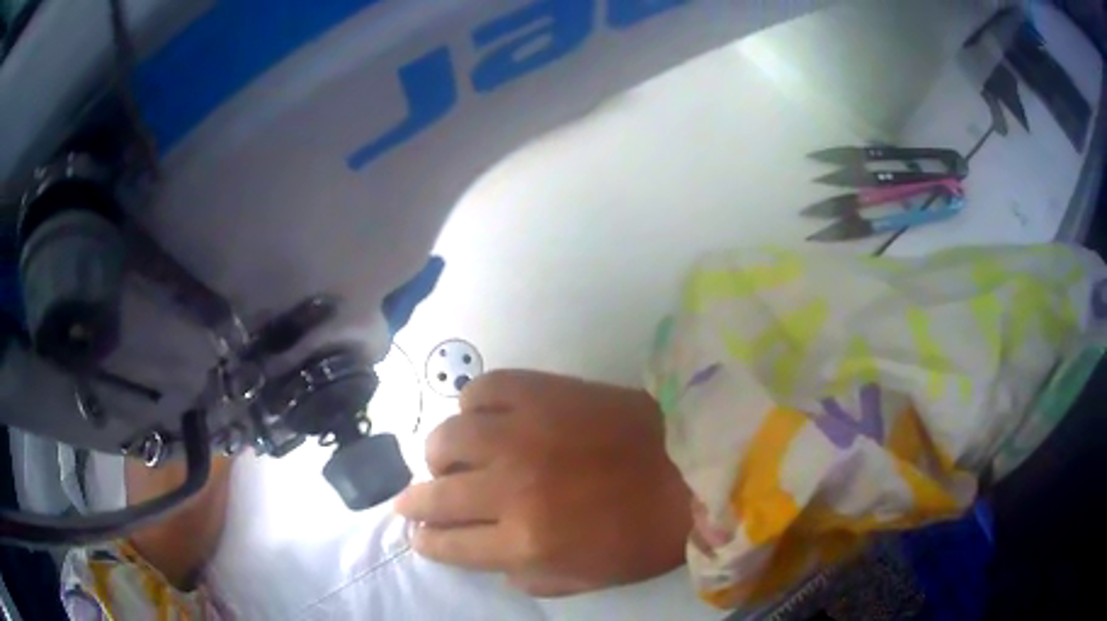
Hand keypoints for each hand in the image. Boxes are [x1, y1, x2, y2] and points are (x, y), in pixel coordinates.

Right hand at [394, 370, 691, 596]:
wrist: (695, 468)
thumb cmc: (646, 534)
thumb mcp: (586, 579)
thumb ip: (528, 575)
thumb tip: (491, 556)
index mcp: (526, 541)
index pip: (449, 544)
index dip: (426, 541)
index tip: (418, 535)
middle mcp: (511, 487)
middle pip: (436, 494)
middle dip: (414, 503)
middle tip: (413, 501)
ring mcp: (523, 433)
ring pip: (447, 438)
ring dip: (439, 455)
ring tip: (449, 460)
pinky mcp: (543, 392)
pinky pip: (483, 389)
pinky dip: (473, 405)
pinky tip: (483, 418)